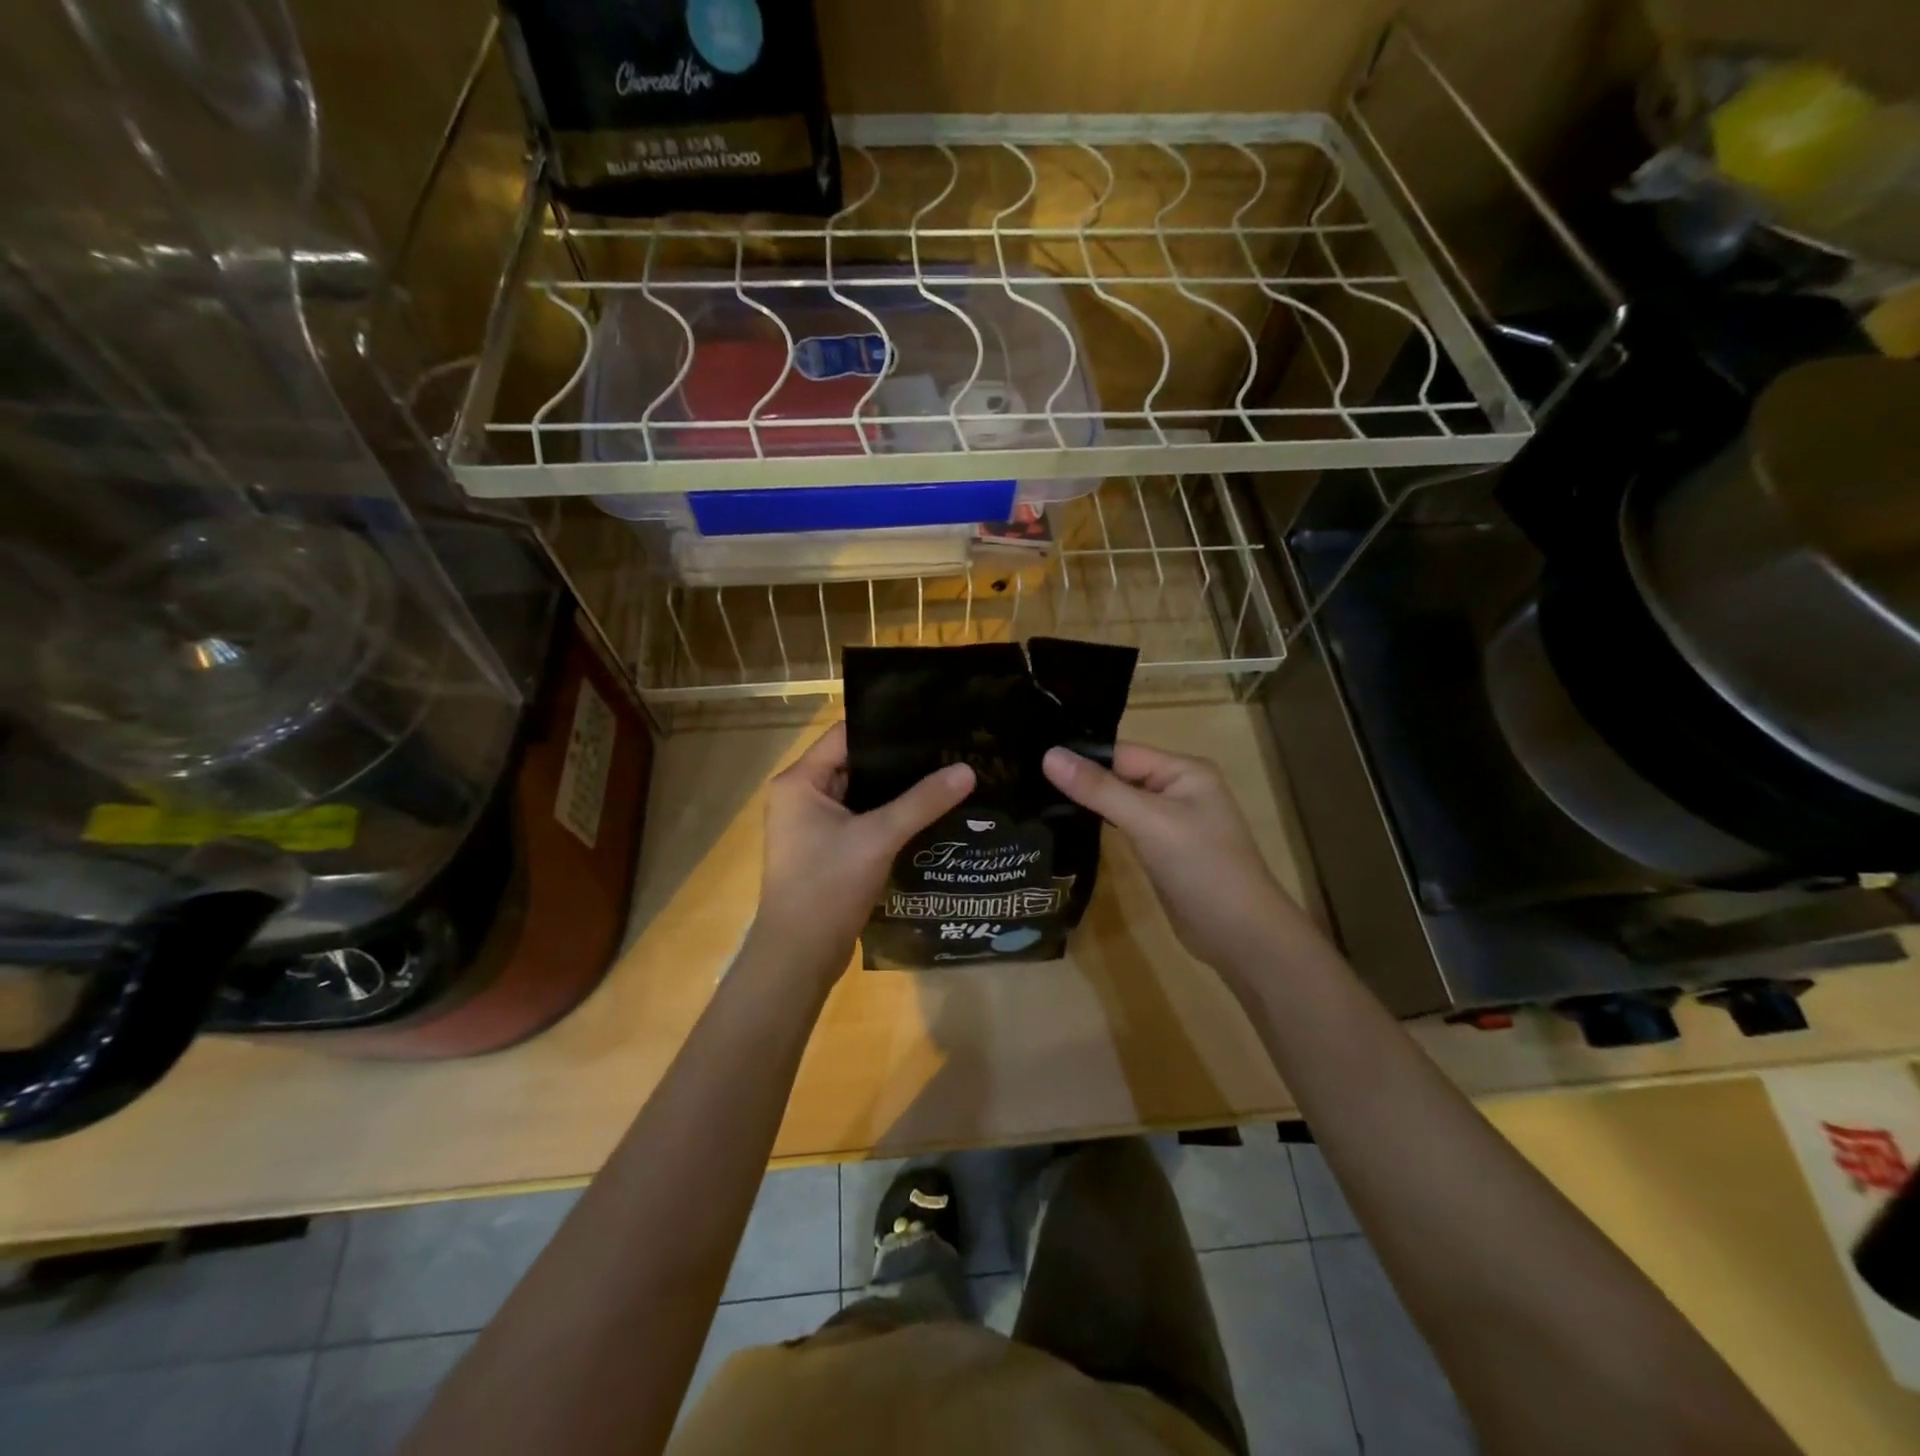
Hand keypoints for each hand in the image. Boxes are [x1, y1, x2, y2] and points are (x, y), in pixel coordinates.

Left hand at [749, 723, 974, 989]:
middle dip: (900, 761)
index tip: (931, 720)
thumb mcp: (878, 837)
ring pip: (862, 795)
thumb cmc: (828, 886)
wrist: (799, 957)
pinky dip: (891, 817)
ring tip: (947, 775)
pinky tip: (929, 814)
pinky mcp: (828, 851)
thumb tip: (967, 769)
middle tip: (948, 749)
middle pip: (856, 764)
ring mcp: (814, 826)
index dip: (887, 726)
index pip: (846, 735)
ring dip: (898, 791)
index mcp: (800, 781)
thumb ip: (922, 801)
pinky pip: (863, 822)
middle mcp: (802, 797)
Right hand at [1043, 742, 1304, 972]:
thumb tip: (1048, 755)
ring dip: (1089, 804)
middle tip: (1027, 782)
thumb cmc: (1201, 868)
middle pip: (1119, 775)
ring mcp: (1171, 822)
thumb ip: (1099, 789)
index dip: (1081, 758)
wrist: (1240, 935)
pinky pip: (1126, 828)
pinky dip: (1102, 827)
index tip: (1032, 763)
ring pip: (1120, 802)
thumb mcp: (1148, 822)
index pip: (1121, 753)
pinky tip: (1069, 828)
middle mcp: (1178, 789)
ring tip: (1038, 801)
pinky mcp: (1163, 850)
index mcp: (1184, 770)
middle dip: (1081, 781)